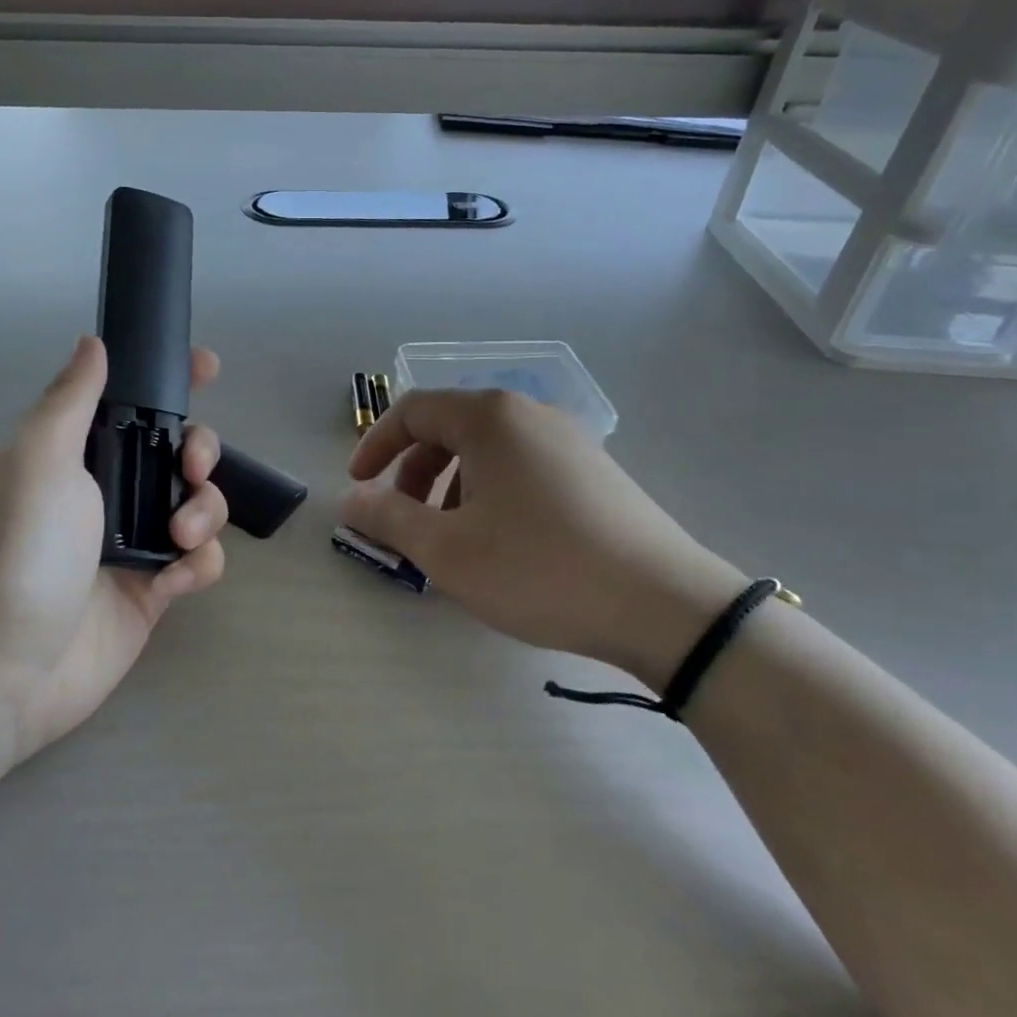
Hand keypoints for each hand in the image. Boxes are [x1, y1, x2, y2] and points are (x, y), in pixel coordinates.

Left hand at [0, 336, 227, 759]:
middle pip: (175, 451)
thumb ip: (70, 399)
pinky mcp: (150, 589)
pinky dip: (199, 563)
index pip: (127, 400)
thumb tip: (92, 342)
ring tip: (179, 535)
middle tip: (193, 465)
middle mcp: (103, 492)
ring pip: (196, 503)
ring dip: (205, 509)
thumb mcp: (36, 461)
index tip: (206, 367)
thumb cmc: (16, 553)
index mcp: (72, 453)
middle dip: (199, 449)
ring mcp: (130, 542)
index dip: (169, 380)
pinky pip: (198, 561)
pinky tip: (174, 579)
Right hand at [341, 389, 746, 689]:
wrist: (665, 606)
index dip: (375, 445)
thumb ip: (388, 518)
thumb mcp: (447, 550)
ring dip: (450, 485)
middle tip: (402, 519)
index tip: (358, 486)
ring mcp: (568, 439)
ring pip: (486, 449)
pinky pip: (520, 465)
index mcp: (489, 418)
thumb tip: (351, 500)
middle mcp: (528, 413)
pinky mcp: (593, 469)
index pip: (412, 410)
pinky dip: (489, 491)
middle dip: (412, 471)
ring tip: (450, 537)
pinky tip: (499, 540)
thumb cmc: (539, 569)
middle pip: (448, 427)